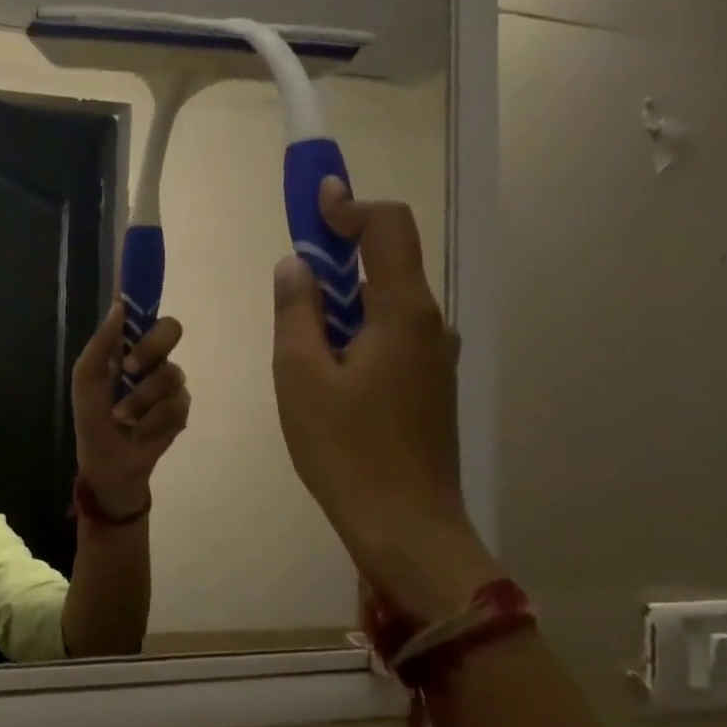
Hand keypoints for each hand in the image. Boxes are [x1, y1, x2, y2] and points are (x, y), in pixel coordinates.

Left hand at [70, 302, 190, 518]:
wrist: (107, 462)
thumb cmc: (92, 418)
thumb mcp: (86, 380)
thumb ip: (101, 344)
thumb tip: (119, 306)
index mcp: (128, 348)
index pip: (142, 313)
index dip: (145, 291)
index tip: (144, 269)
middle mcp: (154, 359)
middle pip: (171, 330)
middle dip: (151, 348)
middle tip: (130, 368)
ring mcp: (171, 385)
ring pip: (170, 375)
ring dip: (140, 400)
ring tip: (122, 419)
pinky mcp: (181, 411)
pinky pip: (175, 406)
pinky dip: (151, 422)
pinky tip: (139, 433)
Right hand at [271, 180, 499, 622]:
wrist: (405, 526)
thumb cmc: (345, 449)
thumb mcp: (300, 376)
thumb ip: (296, 312)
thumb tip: (295, 266)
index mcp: (403, 312)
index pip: (387, 227)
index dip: (349, 205)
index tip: (313, 200)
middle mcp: (429, 325)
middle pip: (388, 263)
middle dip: (339, 254)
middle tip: (292, 276)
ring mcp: (433, 358)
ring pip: (386, 304)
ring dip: (342, 300)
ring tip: (299, 338)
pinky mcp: (428, 386)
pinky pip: (389, 337)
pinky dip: (354, 331)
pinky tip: (324, 372)